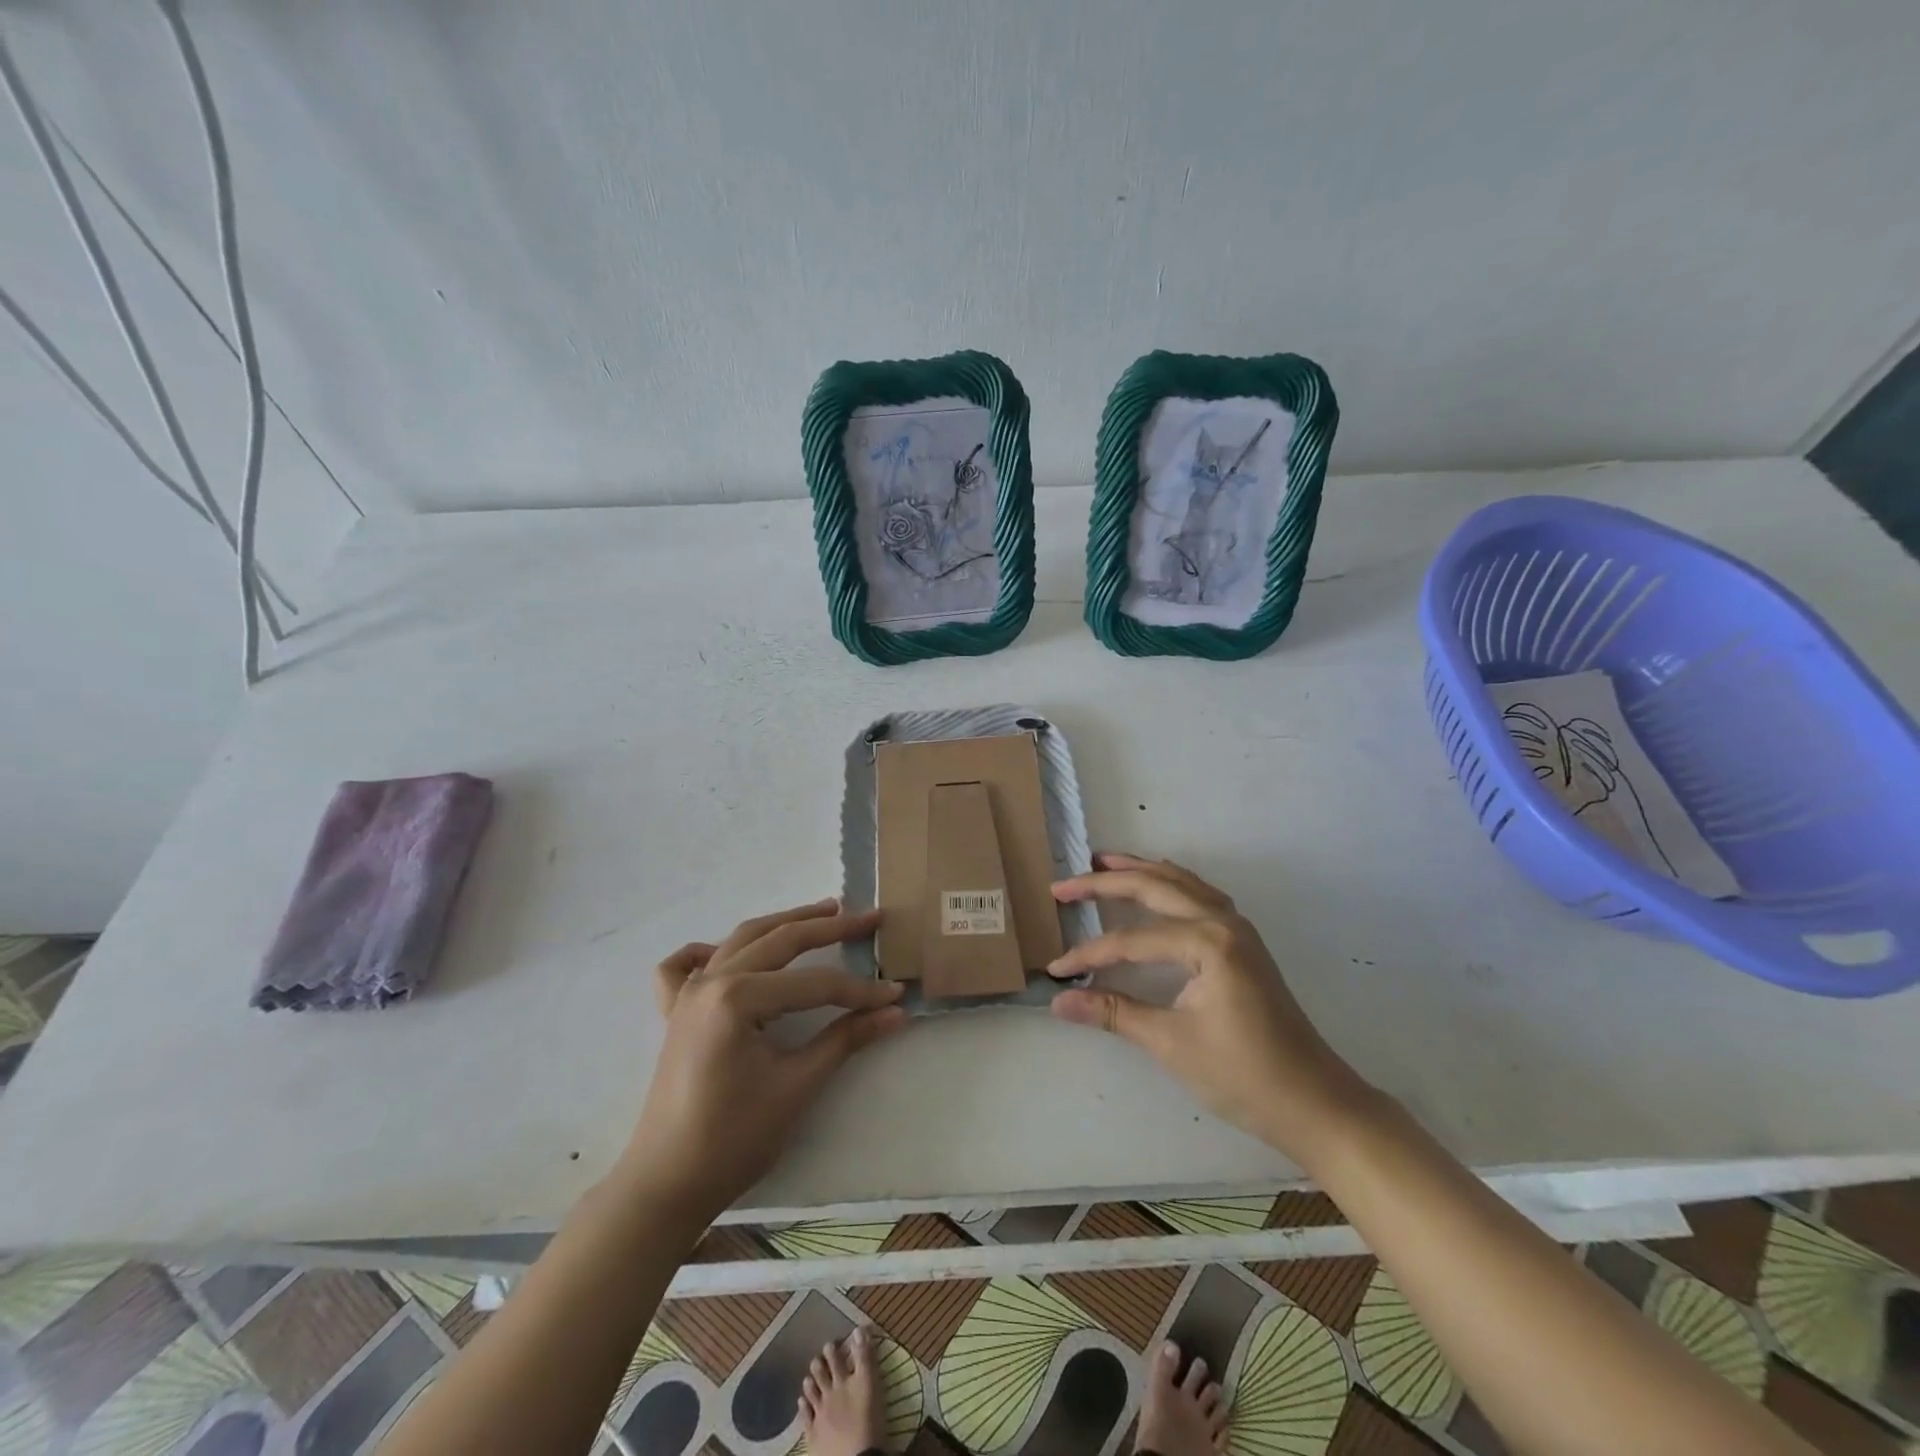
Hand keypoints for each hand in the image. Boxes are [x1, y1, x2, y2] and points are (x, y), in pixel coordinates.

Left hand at [621, 899, 905, 1223]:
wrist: (665, 1187)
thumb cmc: (733, 1139)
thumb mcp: (797, 1086)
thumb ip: (846, 1039)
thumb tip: (895, 1012)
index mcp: (738, 997)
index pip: (814, 984)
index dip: (859, 989)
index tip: (895, 992)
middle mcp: (712, 981)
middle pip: (780, 941)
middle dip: (830, 927)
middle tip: (869, 918)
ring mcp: (688, 993)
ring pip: (742, 939)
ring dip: (784, 922)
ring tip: (824, 910)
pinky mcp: (676, 1012)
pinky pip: (684, 967)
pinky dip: (707, 951)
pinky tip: (723, 952)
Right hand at [1048, 854, 1364, 1155]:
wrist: (1314, 1102)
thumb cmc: (1243, 1075)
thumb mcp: (1170, 1043)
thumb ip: (1112, 1012)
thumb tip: (1058, 1001)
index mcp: (1207, 942)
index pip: (1131, 940)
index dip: (1090, 954)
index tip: (1056, 970)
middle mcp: (1223, 921)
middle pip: (1154, 888)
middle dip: (1105, 883)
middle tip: (1063, 884)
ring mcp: (1238, 928)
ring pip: (1180, 883)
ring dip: (1140, 871)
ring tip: (1103, 862)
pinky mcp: (1243, 941)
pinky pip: (1199, 895)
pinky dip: (1170, 884)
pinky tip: (1156, 886)